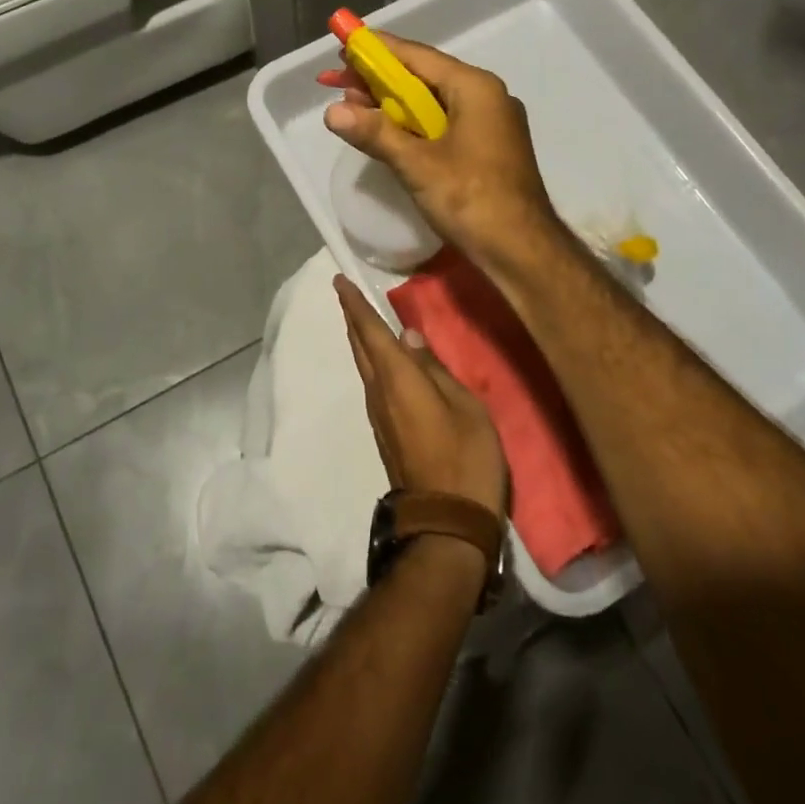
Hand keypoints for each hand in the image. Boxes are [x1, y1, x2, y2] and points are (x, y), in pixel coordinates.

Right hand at [321, 35, 562, 275]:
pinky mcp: (488, 148)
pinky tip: (388, 134)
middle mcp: (487, 96)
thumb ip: (375, 133)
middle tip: (338, 84)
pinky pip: (445, 124)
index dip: (377, 51)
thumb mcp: (417, 165)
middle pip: (425, 77)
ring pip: (434, 103)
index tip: (344, 45)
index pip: (417, 56)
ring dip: (394, 105)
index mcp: (475, 88)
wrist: (522, 251)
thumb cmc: (472, 199)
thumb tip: (332, 112)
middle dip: (380, 81)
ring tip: (354, 108)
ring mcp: (491, 123)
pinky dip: (414, 126)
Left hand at [335, 276, 506, 518]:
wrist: (445, 523)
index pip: (370, 332)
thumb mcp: (465, 407)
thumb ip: (435, 369)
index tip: (339, 280)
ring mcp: (379, 416)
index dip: (355, 305)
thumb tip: (408, 337)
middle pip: (360, 348)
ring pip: (364, 367)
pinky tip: (384, 361)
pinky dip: (373, 362)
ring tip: (363, 319)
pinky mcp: (385, 433)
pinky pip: (373, 384)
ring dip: (361, 340)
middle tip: (346, 294)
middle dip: (353, 318)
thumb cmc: (465, 458)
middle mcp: (379, 393)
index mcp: (397, 379)